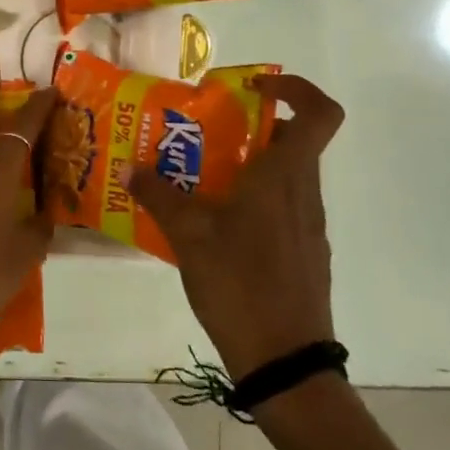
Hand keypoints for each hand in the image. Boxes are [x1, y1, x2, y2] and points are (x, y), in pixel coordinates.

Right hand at [128, 74, 344, 378]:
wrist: (284, 361)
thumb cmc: (240, 285)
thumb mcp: (188, 236)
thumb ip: (158, 196)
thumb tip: (131, 168)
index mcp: (284, 177)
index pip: (319, 113)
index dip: (295, 88)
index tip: (252, 88)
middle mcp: (304, 193)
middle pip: (291, 141)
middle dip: (249, 128)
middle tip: (203, 133)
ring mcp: (307, 226)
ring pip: (284, 175)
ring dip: (246, 165)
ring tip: (196, 178)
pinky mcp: (303, 252)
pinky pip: (280, 207)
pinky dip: (251, 200)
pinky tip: (212, 224)